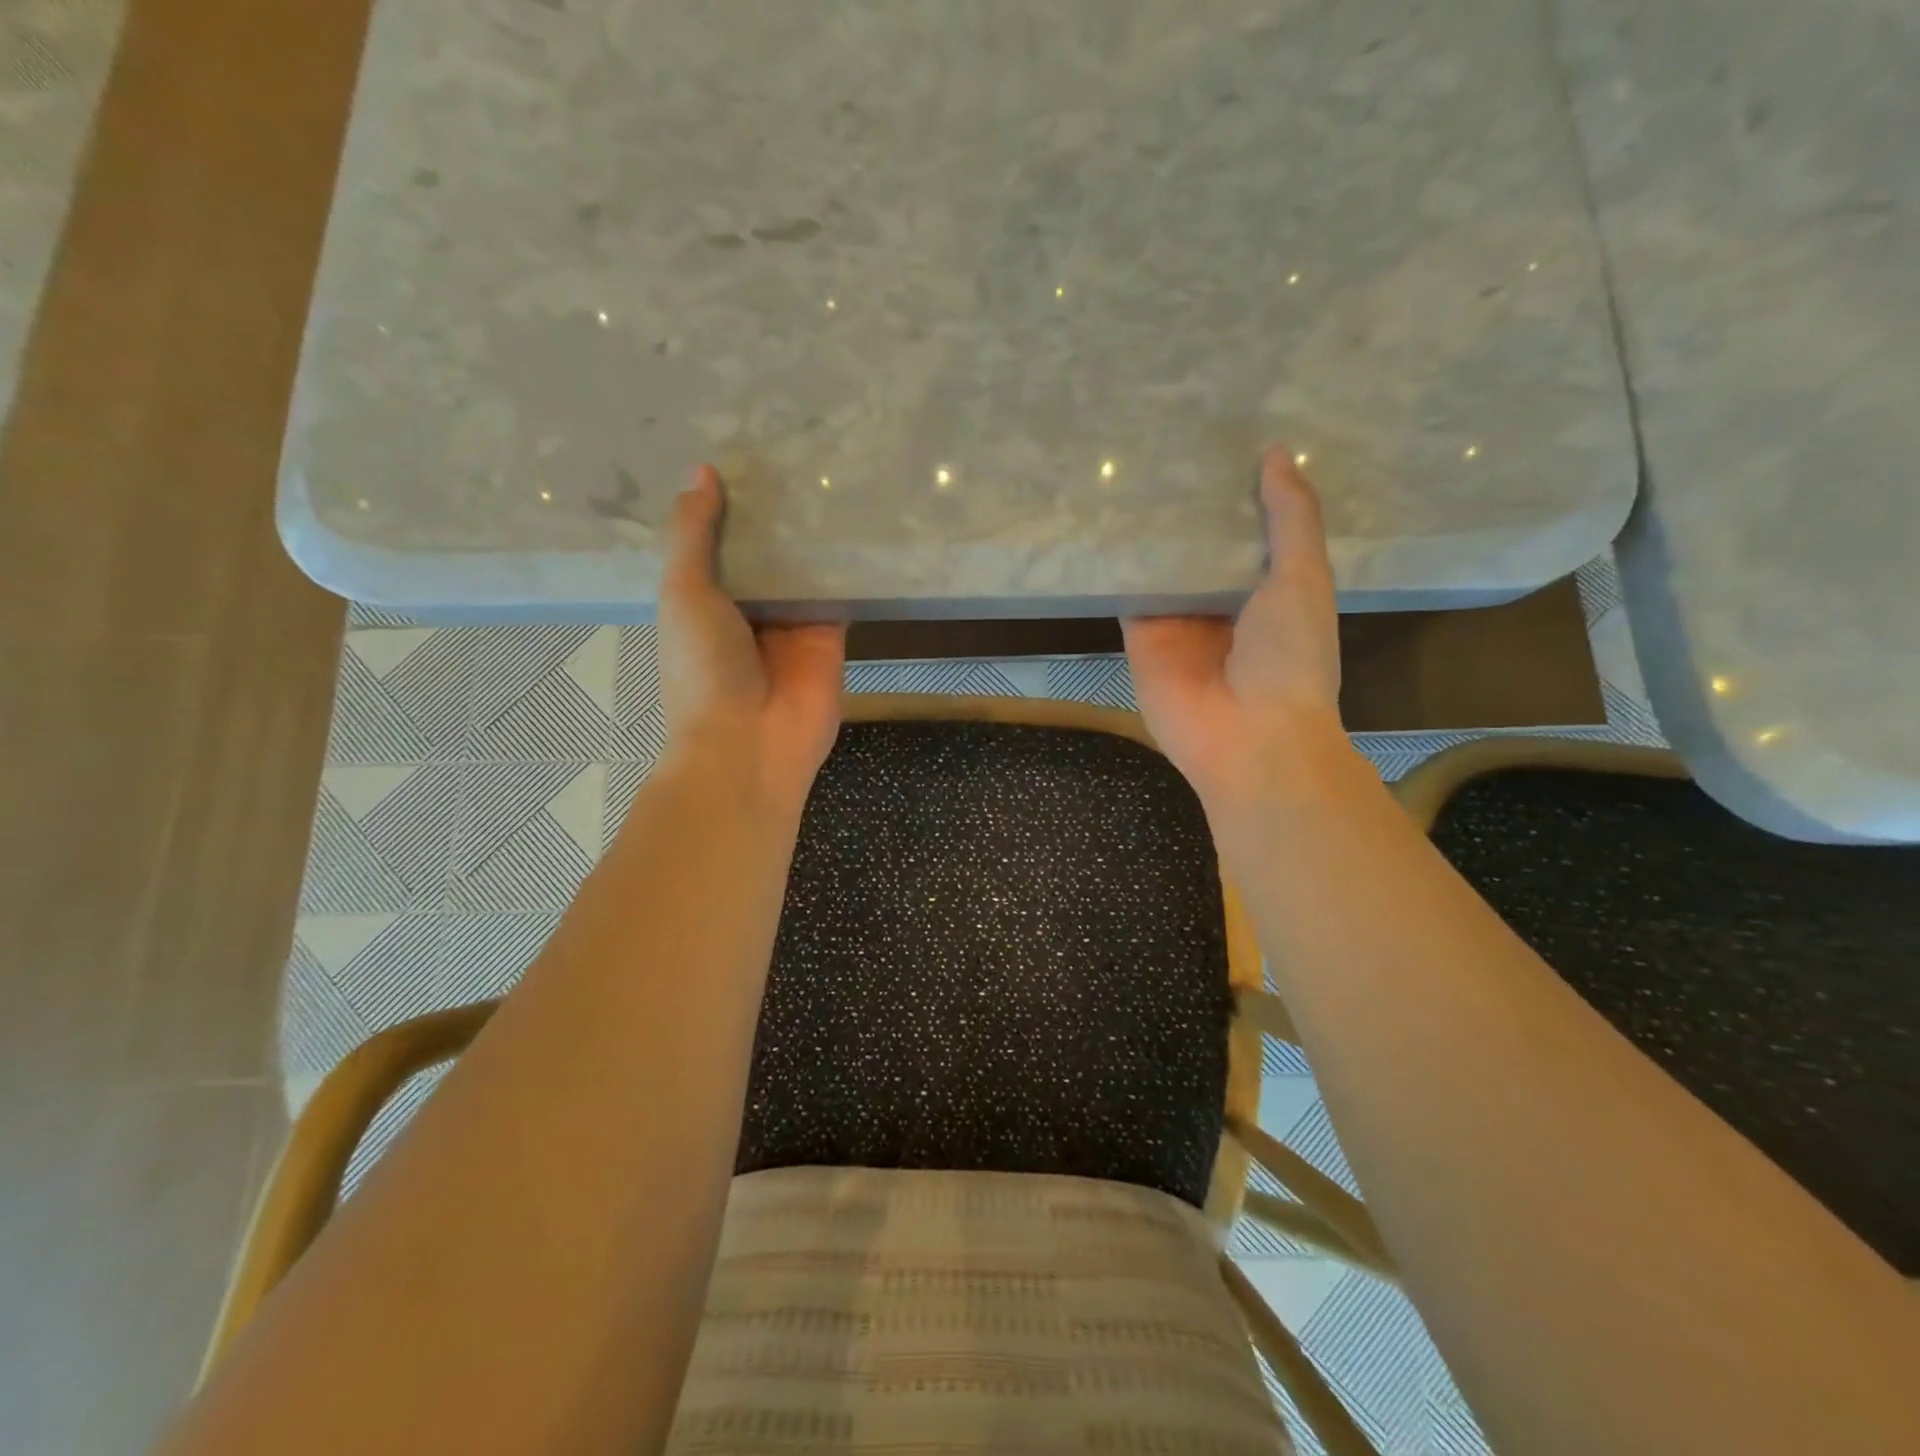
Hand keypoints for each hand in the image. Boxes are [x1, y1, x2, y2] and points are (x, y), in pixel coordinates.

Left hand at [656, 466, 846, 812]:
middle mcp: (747, 608)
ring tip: (828, 468)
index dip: (726, 505)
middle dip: (774, 513)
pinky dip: (847, 562)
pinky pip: (839, 591)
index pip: (717, 542)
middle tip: (793, 447)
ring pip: (803, 567)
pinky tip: (859, 517)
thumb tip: (703, 472)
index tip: (740, 454)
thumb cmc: (703, 668)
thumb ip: (692, 535)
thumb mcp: (683, 593)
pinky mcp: (831, 634)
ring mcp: (791, 622)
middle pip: (764, 552)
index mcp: (702, 600)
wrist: (751, 742)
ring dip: (812, 532)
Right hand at [1123, 447, 1355, 814]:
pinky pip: (1127, 593)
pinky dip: (1118, 563)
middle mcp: (1220, 602)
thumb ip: (1291, 519)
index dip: (1235, 493)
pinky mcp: (1140, 636)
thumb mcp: (1303, 578)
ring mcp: (1177, 620)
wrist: (1249, 737)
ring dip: (1149, 529)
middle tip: (1165, 443)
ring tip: (1129, 469)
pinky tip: (1103, 519)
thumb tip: (1277, 455)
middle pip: (1198, 547)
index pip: (1246, 532)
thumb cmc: (1289, 657)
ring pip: (1160, 565)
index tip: (1218, 443)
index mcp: (1267, 590)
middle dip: (1187, 507)